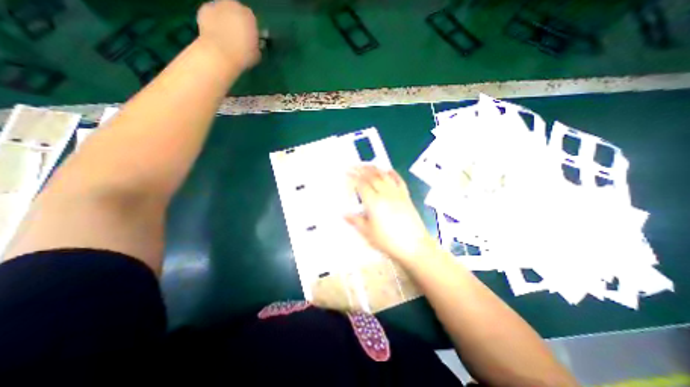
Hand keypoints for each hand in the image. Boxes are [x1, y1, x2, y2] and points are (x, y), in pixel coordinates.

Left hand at [197, 0, 261, 70]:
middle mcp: (234, 5)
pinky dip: (213, 22)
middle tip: (237, 36)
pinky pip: (211, 14)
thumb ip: (256, 45)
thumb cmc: (242, 56)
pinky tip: (215, 34)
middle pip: (236, 11)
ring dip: (225, 20)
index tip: (249, 39)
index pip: (251, 19)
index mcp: (249, 16)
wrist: (220, 54)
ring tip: (225, 36)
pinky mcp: (204, 9)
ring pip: (223, 11)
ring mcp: (217, 5)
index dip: (250, 29)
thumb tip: (253, 44)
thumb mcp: (257, 54)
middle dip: (237, 21)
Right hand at [345, 164, 435, 267]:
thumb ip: (356, 221)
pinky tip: (388, 170)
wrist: (414, 245)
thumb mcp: (368, 233)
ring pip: (384, 176)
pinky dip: (392, 173)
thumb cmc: (389, 241)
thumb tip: (344, 214)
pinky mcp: (406, 196)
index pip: (361, 185)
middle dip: (361, 169)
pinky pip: (399, 180)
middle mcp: (385, 194)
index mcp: (374, 202)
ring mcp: (397, 193)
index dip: (353, 177)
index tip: (347, 172)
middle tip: (354, 165)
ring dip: (374, 168)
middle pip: (372, 177)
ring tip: (367, 164)